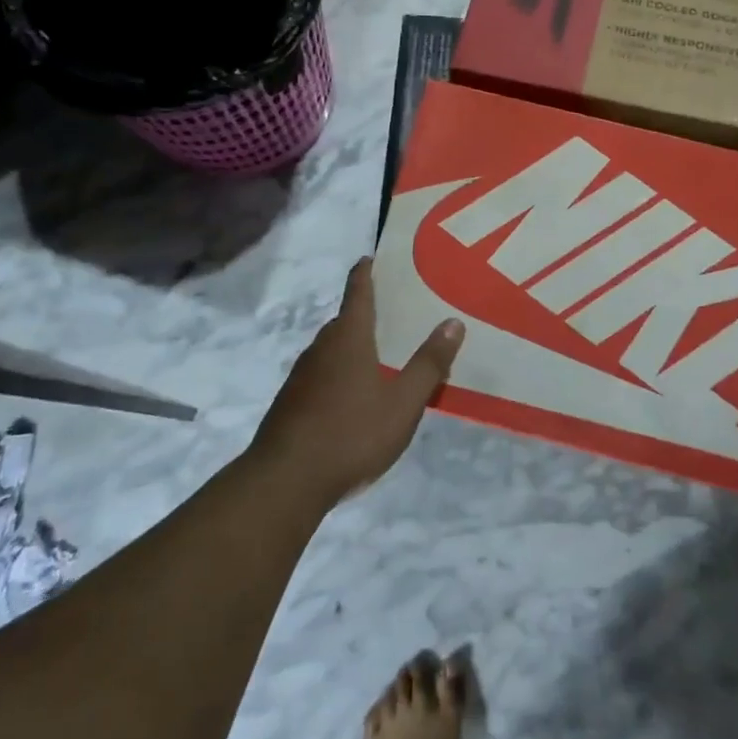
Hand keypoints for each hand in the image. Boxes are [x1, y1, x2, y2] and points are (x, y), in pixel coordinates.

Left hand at [251, 258, 463, 508]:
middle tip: (394, 314)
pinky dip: (340, 373)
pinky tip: (354, 397)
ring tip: (380, 357)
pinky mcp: (291, 402)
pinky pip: (322, 375)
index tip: (371, 257)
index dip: (364, 272)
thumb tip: (453, 321)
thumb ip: (429, 363)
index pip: (357, 292)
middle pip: (345, 320)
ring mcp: (302, 376)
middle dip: (366, 314)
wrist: (285, 481)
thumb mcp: (403, 403)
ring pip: (332, 349)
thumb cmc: (351, 434)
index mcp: (349, 338)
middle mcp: (322, 348)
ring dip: (353, 346)